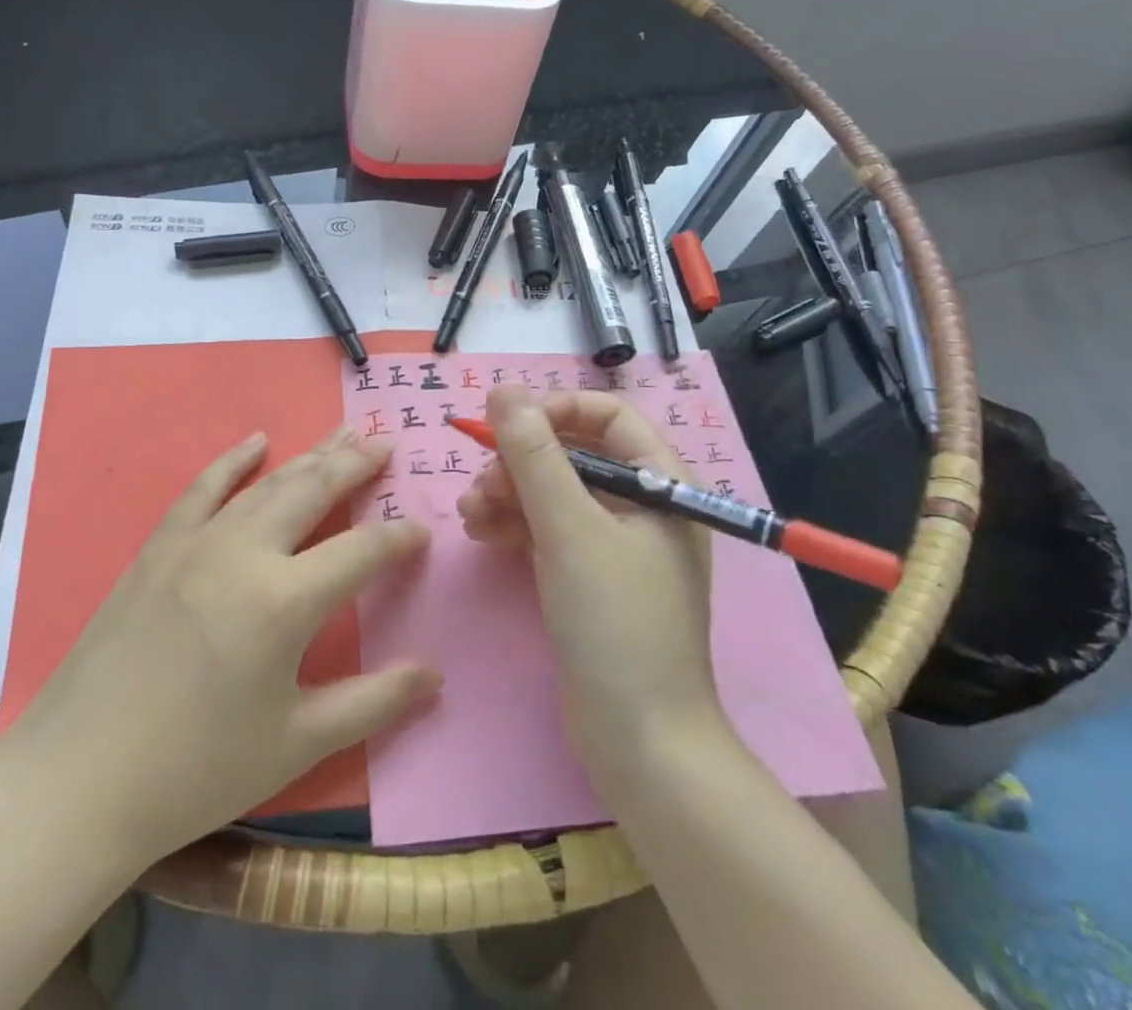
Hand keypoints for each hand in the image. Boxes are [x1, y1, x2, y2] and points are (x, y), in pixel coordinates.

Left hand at [5, 426, 439, 867]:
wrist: (76, 781)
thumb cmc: (195, 771)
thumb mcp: (295, 744)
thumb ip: (372, 702)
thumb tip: (434, 674)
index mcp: (284, 601)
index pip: (360, 551)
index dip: (397, 538)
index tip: (422, 530)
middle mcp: (244, 553)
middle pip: (314, 491)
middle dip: (356, 465)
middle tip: (387, 442)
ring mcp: (196, 543)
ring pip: (266, 483)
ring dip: (309, 455)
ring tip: (343, 433)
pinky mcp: (158, 548)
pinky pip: (202, 489)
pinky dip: (232, 460)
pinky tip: (256, 441)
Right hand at [457, 385, 723, 792]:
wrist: (639, 741)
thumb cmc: (614, 622)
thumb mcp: (569, 528)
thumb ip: (533, 455)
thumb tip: (504, 388)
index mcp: (661, 484)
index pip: (608, 416)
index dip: (556, 410)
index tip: (509, 426)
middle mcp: (642, 506)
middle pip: (573, 454)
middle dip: (521, 462)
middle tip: (481, 483)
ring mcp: (616, 544)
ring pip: (554, 493)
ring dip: (509, 494)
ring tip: (470, 513)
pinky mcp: (591, 577)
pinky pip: (549, 530)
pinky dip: (515, 526)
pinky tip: (480, 533)